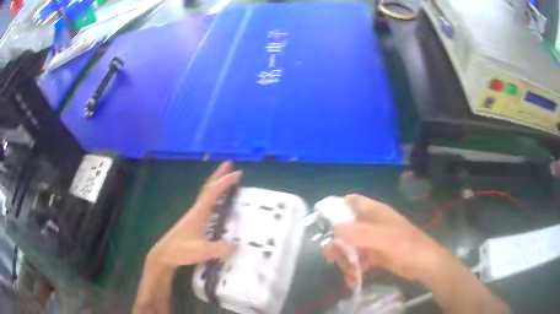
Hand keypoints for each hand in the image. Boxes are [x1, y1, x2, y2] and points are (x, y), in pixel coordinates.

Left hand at [146, 161, 241, 269]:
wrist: (164, 254)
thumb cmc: (179, 251)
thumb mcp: (199, 252)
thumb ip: (217, 249)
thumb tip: (236, 244)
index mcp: (198, 213)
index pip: (212, 193)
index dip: (224, 182)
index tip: (237, 174)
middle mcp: (196, 211)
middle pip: (208, 188)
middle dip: (218, 175)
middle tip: (229, 164)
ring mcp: (194, 216)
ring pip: (206, 195)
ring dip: (216, 184)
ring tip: (226, 180)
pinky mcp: (193, 222)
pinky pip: (206, 203)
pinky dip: (213, 196)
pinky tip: (218, 203)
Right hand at [322, 194, 449, 287]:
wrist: (424, 264)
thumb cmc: (406, 246)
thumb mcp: (382, 238)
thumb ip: (358, 233)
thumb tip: (334, 230)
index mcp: (374, 211)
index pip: (351, 201)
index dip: (336, 208)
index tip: (323, 225)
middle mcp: (371, 223)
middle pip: (345, 228)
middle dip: (338, 244)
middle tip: (332, 258)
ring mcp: (373, 240)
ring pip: (350, 246)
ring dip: (346, 260)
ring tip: (350, 274)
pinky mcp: (375, 254)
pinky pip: (358, 259)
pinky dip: (354, 269)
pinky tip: (354, 280)